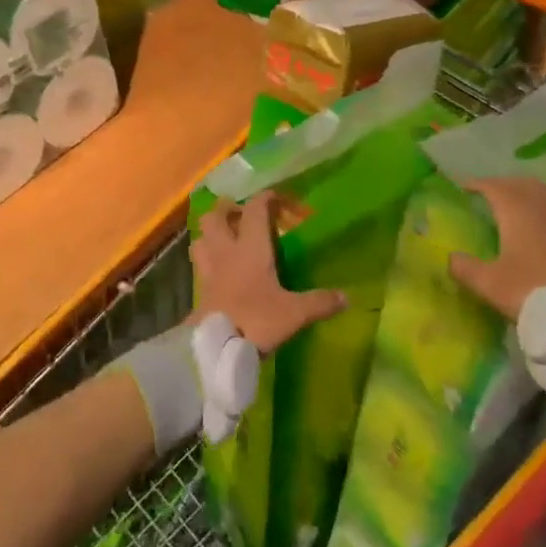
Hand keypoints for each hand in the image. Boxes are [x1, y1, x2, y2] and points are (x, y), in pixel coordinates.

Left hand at [190, 192, 344, 350]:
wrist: (214, 350)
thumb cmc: (256, 321)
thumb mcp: (294, 313)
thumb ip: (319, 302)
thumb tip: (346, 297)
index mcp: (251, 248)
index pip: (254, 210)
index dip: (264, 198)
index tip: (274, 196)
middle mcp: (226, 252)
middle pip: (215, 217)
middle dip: (226, 209)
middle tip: (239, 212)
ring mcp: (208, 271)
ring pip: (201, 239)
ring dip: (210, 233)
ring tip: (223, 237)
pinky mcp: (199, 291)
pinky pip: (199, 264)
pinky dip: (206, 259)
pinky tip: (217, 269)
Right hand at [450, 177, 545, 321]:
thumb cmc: (532, 292)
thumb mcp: (489, 284)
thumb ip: (465, 268)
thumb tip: (451, 257)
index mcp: (517, 210)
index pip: (493, 186)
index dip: (477, 184)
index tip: (464, 187)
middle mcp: (544, 204)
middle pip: (520, 184)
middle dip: (503, 186)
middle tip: (489, 196)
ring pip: (545, 193)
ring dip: (527, 194)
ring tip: (517, 208)